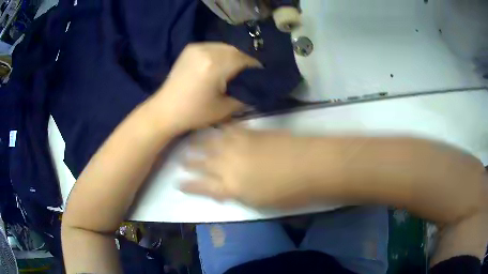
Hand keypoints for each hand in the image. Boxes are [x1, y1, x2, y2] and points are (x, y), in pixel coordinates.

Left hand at [151, 43, 260, 133]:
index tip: (260, 75)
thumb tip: (256, 89)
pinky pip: (212, 46)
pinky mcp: (189, 49)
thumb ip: (244, 96)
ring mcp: (196, 48)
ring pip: (224, 47)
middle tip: (249, 72)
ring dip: (233, 55)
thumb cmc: (194, 113)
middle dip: (244, 60)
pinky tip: (221, 63)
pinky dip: (221, 53)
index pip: (243, 60)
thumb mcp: (224, 108)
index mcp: (214, 66)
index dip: (254, 66)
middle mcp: (206, 51)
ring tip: (236, 68)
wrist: (165, 110)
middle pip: (234, 50)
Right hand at [181, 126, 318, 207]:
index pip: (203, 187)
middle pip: (204, 163)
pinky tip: (215, 128)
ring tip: (189, 141)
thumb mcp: (259, 203)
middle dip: (191, 162)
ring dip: (200, 143)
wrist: (309, 165)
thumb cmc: (288, 192)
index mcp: (231, 187)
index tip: (178, 184)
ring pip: (213, 143)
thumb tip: (226, 191)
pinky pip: (230, 130)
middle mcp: (229, 165)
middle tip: (180, 160)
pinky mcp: (251, 133)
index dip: (189, 186)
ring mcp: (240, 146)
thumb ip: (239, 195)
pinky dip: (220, 129)